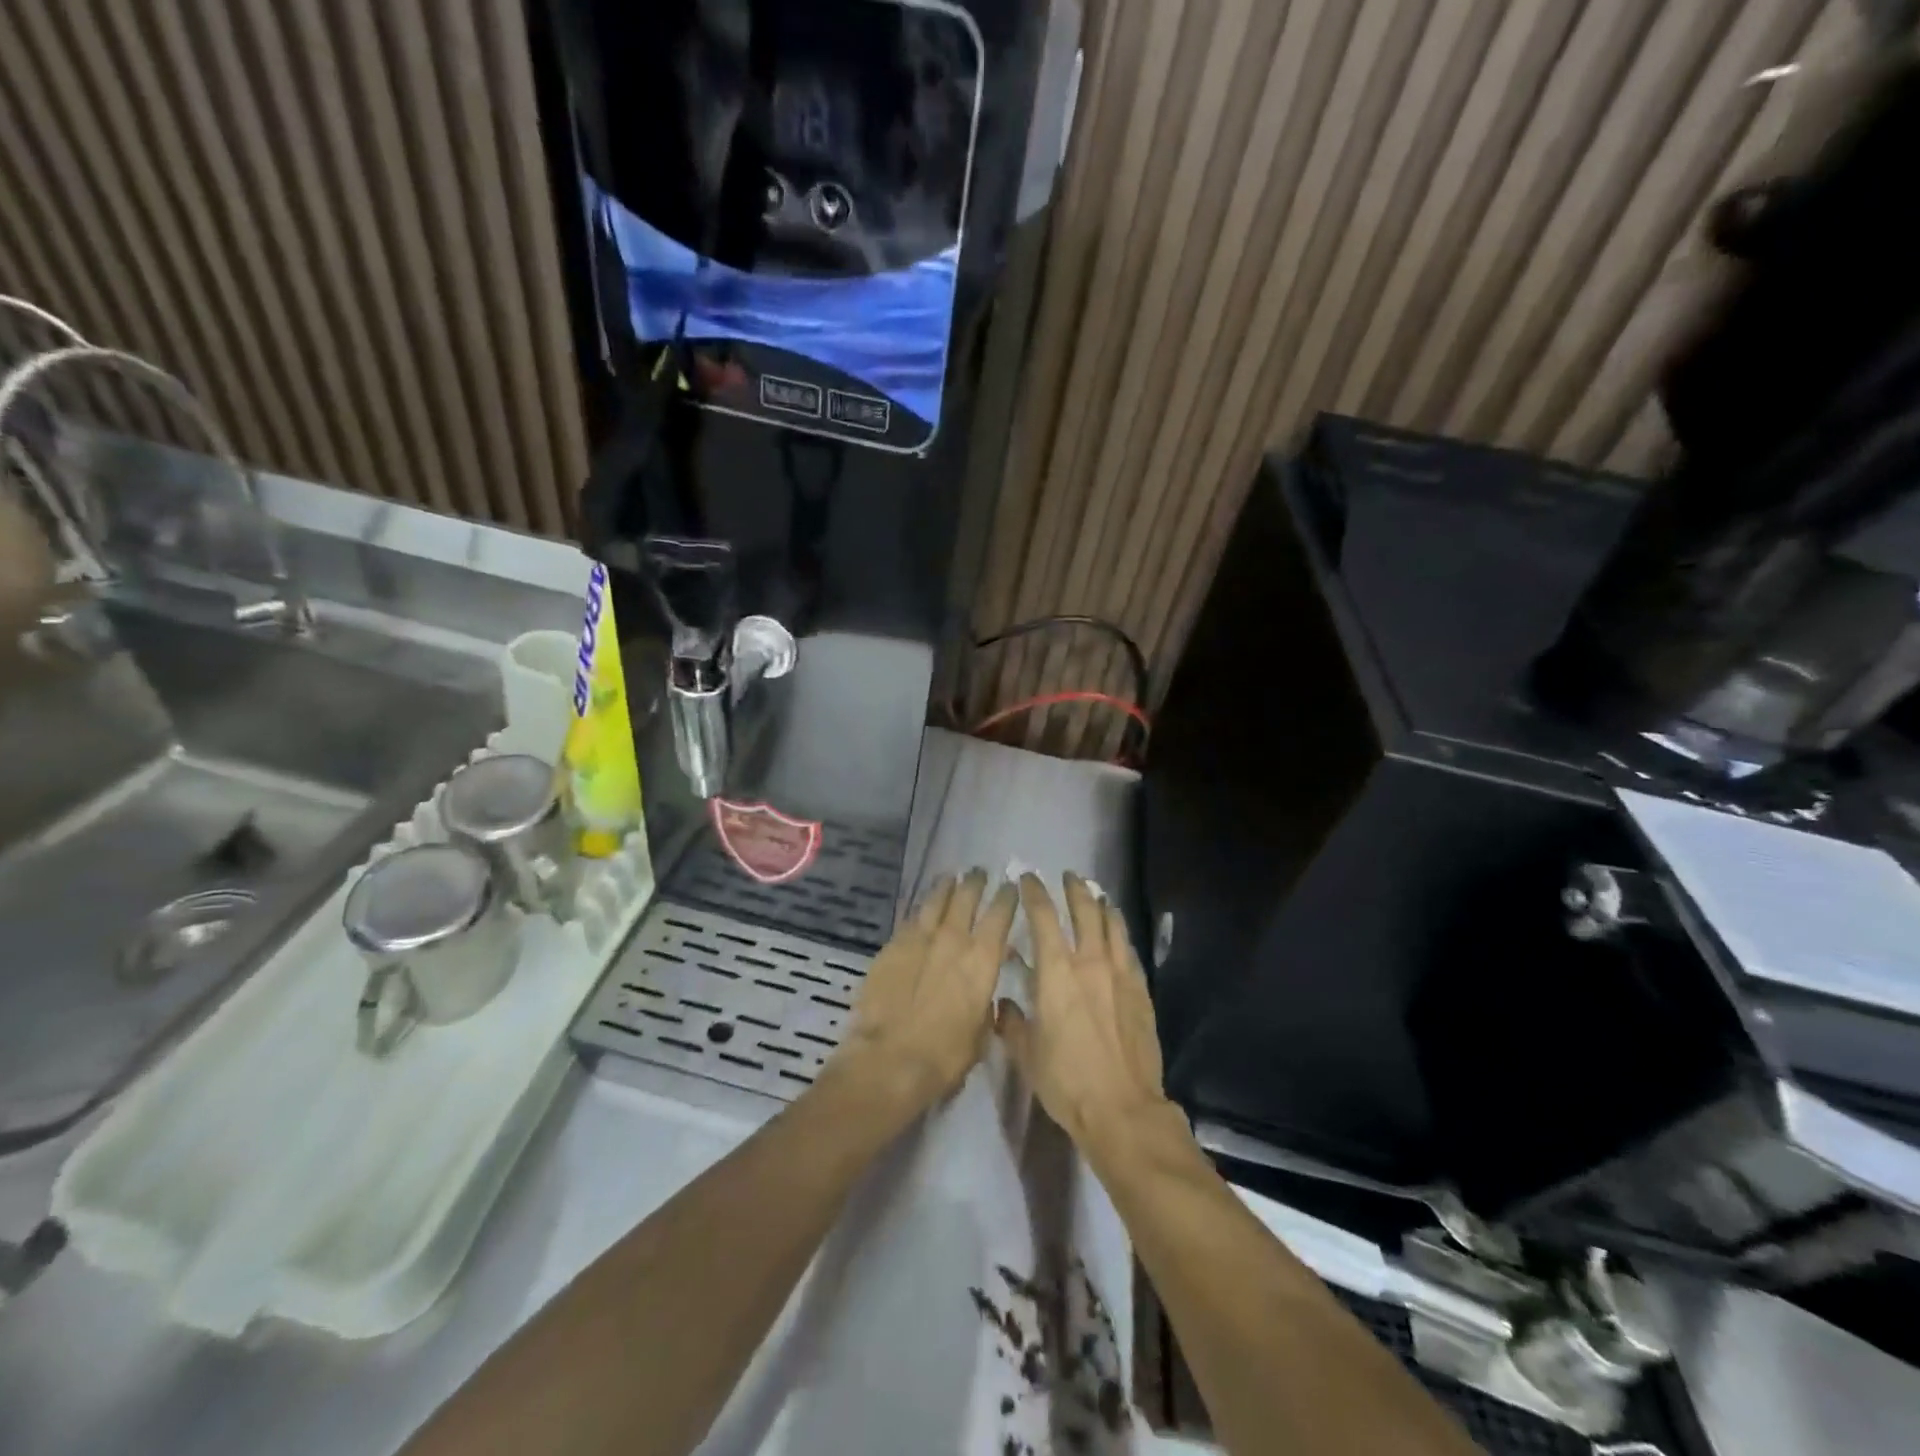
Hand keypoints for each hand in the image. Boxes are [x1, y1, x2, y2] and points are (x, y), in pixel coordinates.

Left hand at [829, 869, 1017, 1118]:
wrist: (890, 1059)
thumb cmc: (945, 1056)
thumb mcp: (981, 1032)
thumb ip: (986, 1003)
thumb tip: (985, 988)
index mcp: (983, 959)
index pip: (1001, 915)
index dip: (1007, 897)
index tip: (1010, 886)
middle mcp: (953, 939)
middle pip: (967, 897)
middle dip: (975, 882)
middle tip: (978, 873)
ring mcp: (919, 938)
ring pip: (935, 900)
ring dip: (945, 887)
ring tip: (950, 877)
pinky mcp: (892, 946)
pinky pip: (910, 919)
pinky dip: (920, 911)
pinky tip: (921, 910)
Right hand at [998, 874, 1170, 1158]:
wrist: (1122, 1109)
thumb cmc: (1066, 1082)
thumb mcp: (1026, 1055)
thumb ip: (1012, 1022)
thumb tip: (1004, 1004)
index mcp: (1055, 972)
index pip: (1042, 917)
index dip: (1033, 893)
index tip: (1027, 879)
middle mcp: (1089, 962)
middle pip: (1084, 910)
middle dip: (1074, 889)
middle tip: (1069, 876)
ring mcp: (1120, 974)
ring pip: (1112, 925)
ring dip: (1102, 904)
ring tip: (1096, 894)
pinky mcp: (1141, 990)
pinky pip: (1129, 950)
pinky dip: (1120, 933)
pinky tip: (1118, 932)